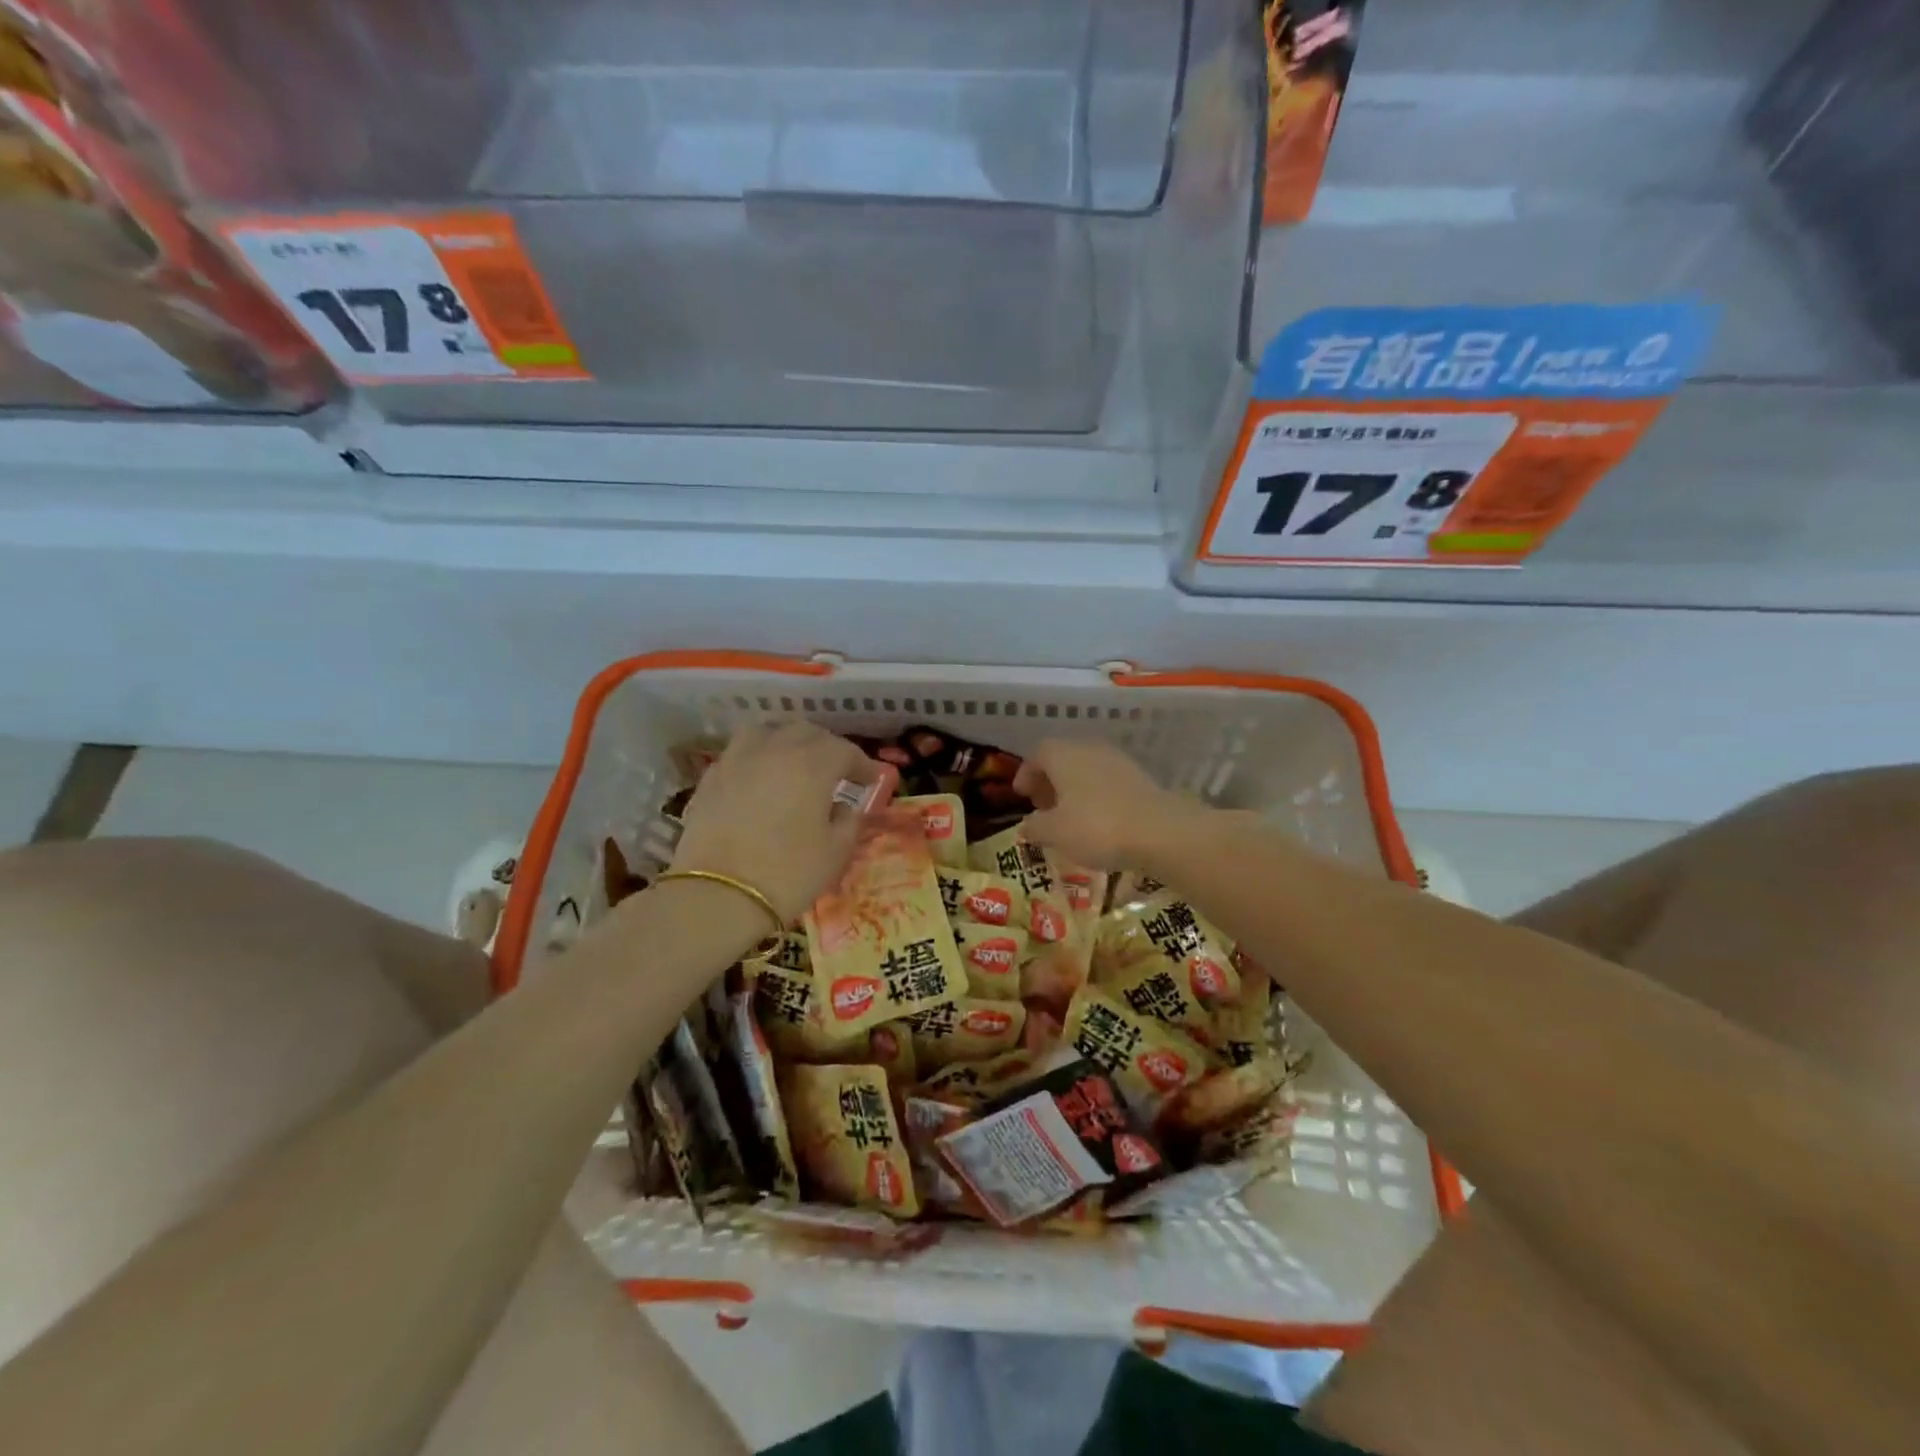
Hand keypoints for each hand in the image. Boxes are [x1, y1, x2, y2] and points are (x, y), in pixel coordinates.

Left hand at [671, 723, 880, 924]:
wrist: (717, 896)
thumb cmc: (788, 873)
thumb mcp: (835, 853)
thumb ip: (848, 822)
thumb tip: (844, 808)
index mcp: (812, 764)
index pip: (845, 751)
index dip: (862, 764)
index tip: (872, 780)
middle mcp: (775, 750)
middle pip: (806, 732)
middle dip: (826, 747)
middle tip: (836, 770)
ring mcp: (737, 760)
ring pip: (767, 732)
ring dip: (786, 741)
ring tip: (793, 761)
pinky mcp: (710, 779)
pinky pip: (739, 754)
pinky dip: (756, 759)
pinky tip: (759, 780)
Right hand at [1012, 739, 1213, 871]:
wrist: (1160, 832)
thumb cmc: (1096, 827)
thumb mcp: (1055, 833)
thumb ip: (1035, 827)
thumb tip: (1026, 825)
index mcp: (1063, 755)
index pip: (1037, 753)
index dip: (1026, 773)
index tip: (1022, 795)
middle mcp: (1089, 749)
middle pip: (1062, 758)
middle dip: (1049, 780)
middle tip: (1042, 806)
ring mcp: (1117, 761)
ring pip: (1085, 769)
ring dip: (1072, 788)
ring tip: (1068, 816)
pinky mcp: (1138, 777)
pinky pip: (1106, 781)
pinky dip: (1094, 795)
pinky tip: (1096, 820)